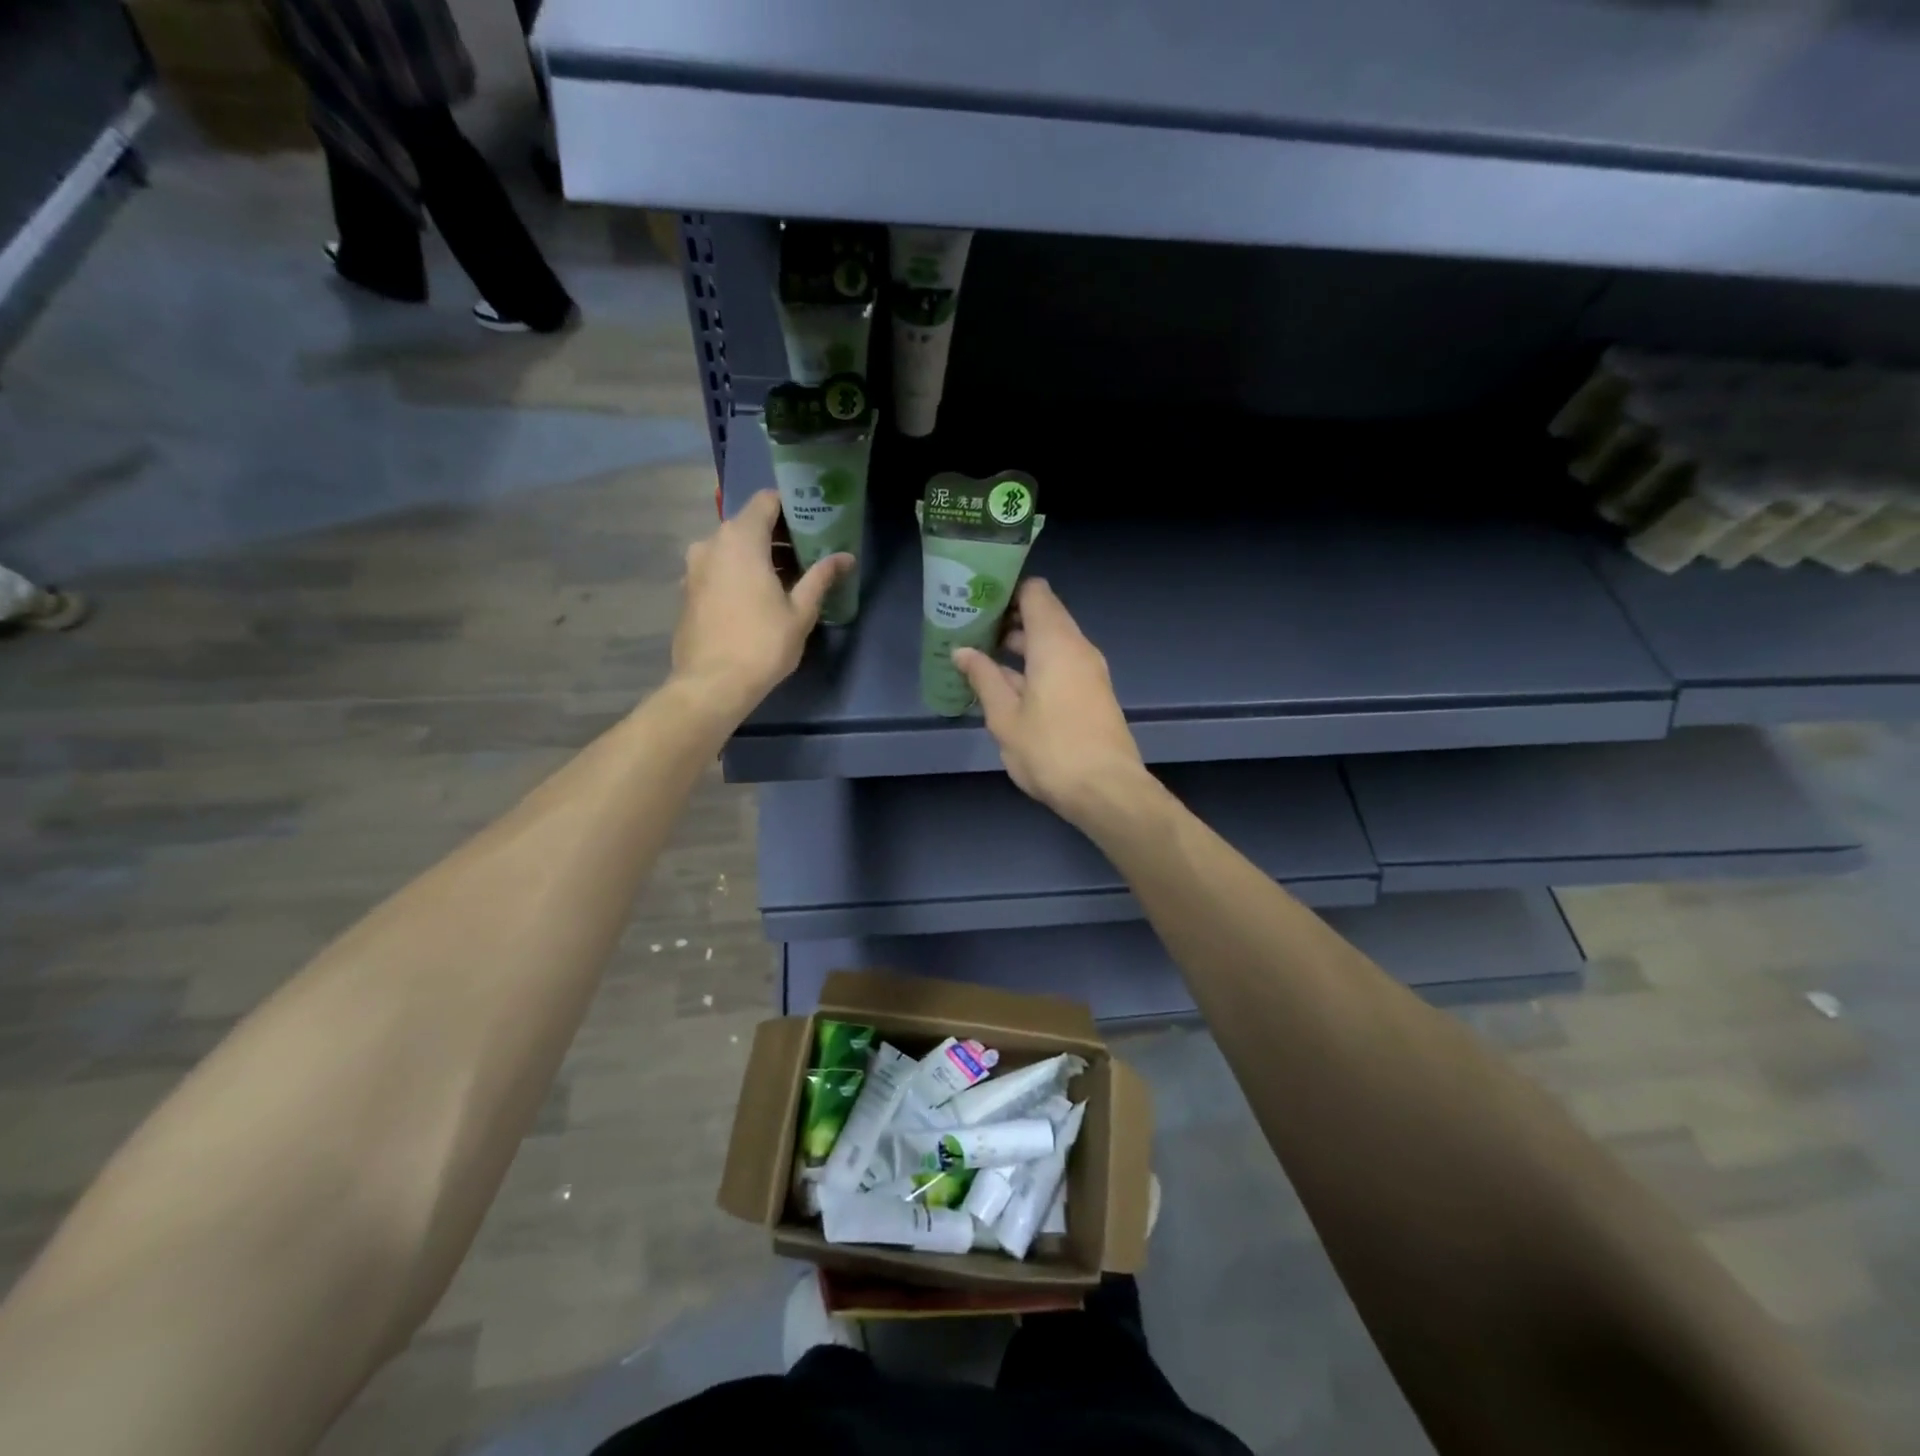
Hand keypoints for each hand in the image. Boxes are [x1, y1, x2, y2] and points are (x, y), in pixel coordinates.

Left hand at [671, 490, 849, 720]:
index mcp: (741, 539)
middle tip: (808, 555)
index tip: (814, 524)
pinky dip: (739, 573)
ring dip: (759, 556)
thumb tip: (846, 557)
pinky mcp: (688, 590)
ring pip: (732, 548)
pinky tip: (758, 599)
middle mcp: (712, 543)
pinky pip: (718, 568)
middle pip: (749, 523)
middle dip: (779, 535)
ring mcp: (695, 567)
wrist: (712, 684)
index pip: (767, 501)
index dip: (792, 507)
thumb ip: (821, 577)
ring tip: (787, 580)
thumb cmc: (762, 643)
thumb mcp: (801, 611)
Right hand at [953, 579, 1145, 823]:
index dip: (1006, 590)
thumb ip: (983, 678)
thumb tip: (962, 651)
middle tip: (969, 630)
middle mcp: (1077, 647)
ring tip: (981, 656)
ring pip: (1052, 643)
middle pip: (1043, 616)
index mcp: (1055, 643)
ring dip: (1020, 646)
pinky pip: (1061, 664)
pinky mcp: (1093, 693)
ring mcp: (1089, 671)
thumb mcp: (1005, 717)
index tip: (976, 600)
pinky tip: (1006, 684)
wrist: (1107, 791)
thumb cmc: (1050, 750)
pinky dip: (1035, 665)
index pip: (1035, 593)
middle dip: (1007, 619)